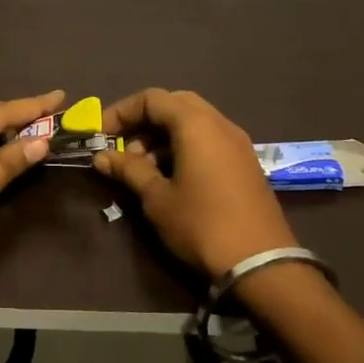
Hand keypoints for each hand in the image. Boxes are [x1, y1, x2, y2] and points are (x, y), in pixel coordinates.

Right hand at [93, 88, 295, 279]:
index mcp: (196, 124)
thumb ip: (129, 170)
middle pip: (174, 104)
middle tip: (122, 146)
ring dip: (162, 135)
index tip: (101, 135)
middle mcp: (219, 124)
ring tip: (141, 168)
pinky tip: (169, 176)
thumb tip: (102, 156)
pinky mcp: (244, 163)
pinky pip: (208, 139)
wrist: (261, 264)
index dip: (121, 112)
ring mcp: (237, 143)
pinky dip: (183, 146)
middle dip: (143, 121)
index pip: (152, 98)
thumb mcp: (157, 198)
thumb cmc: (202, 224)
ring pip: (192, 122)